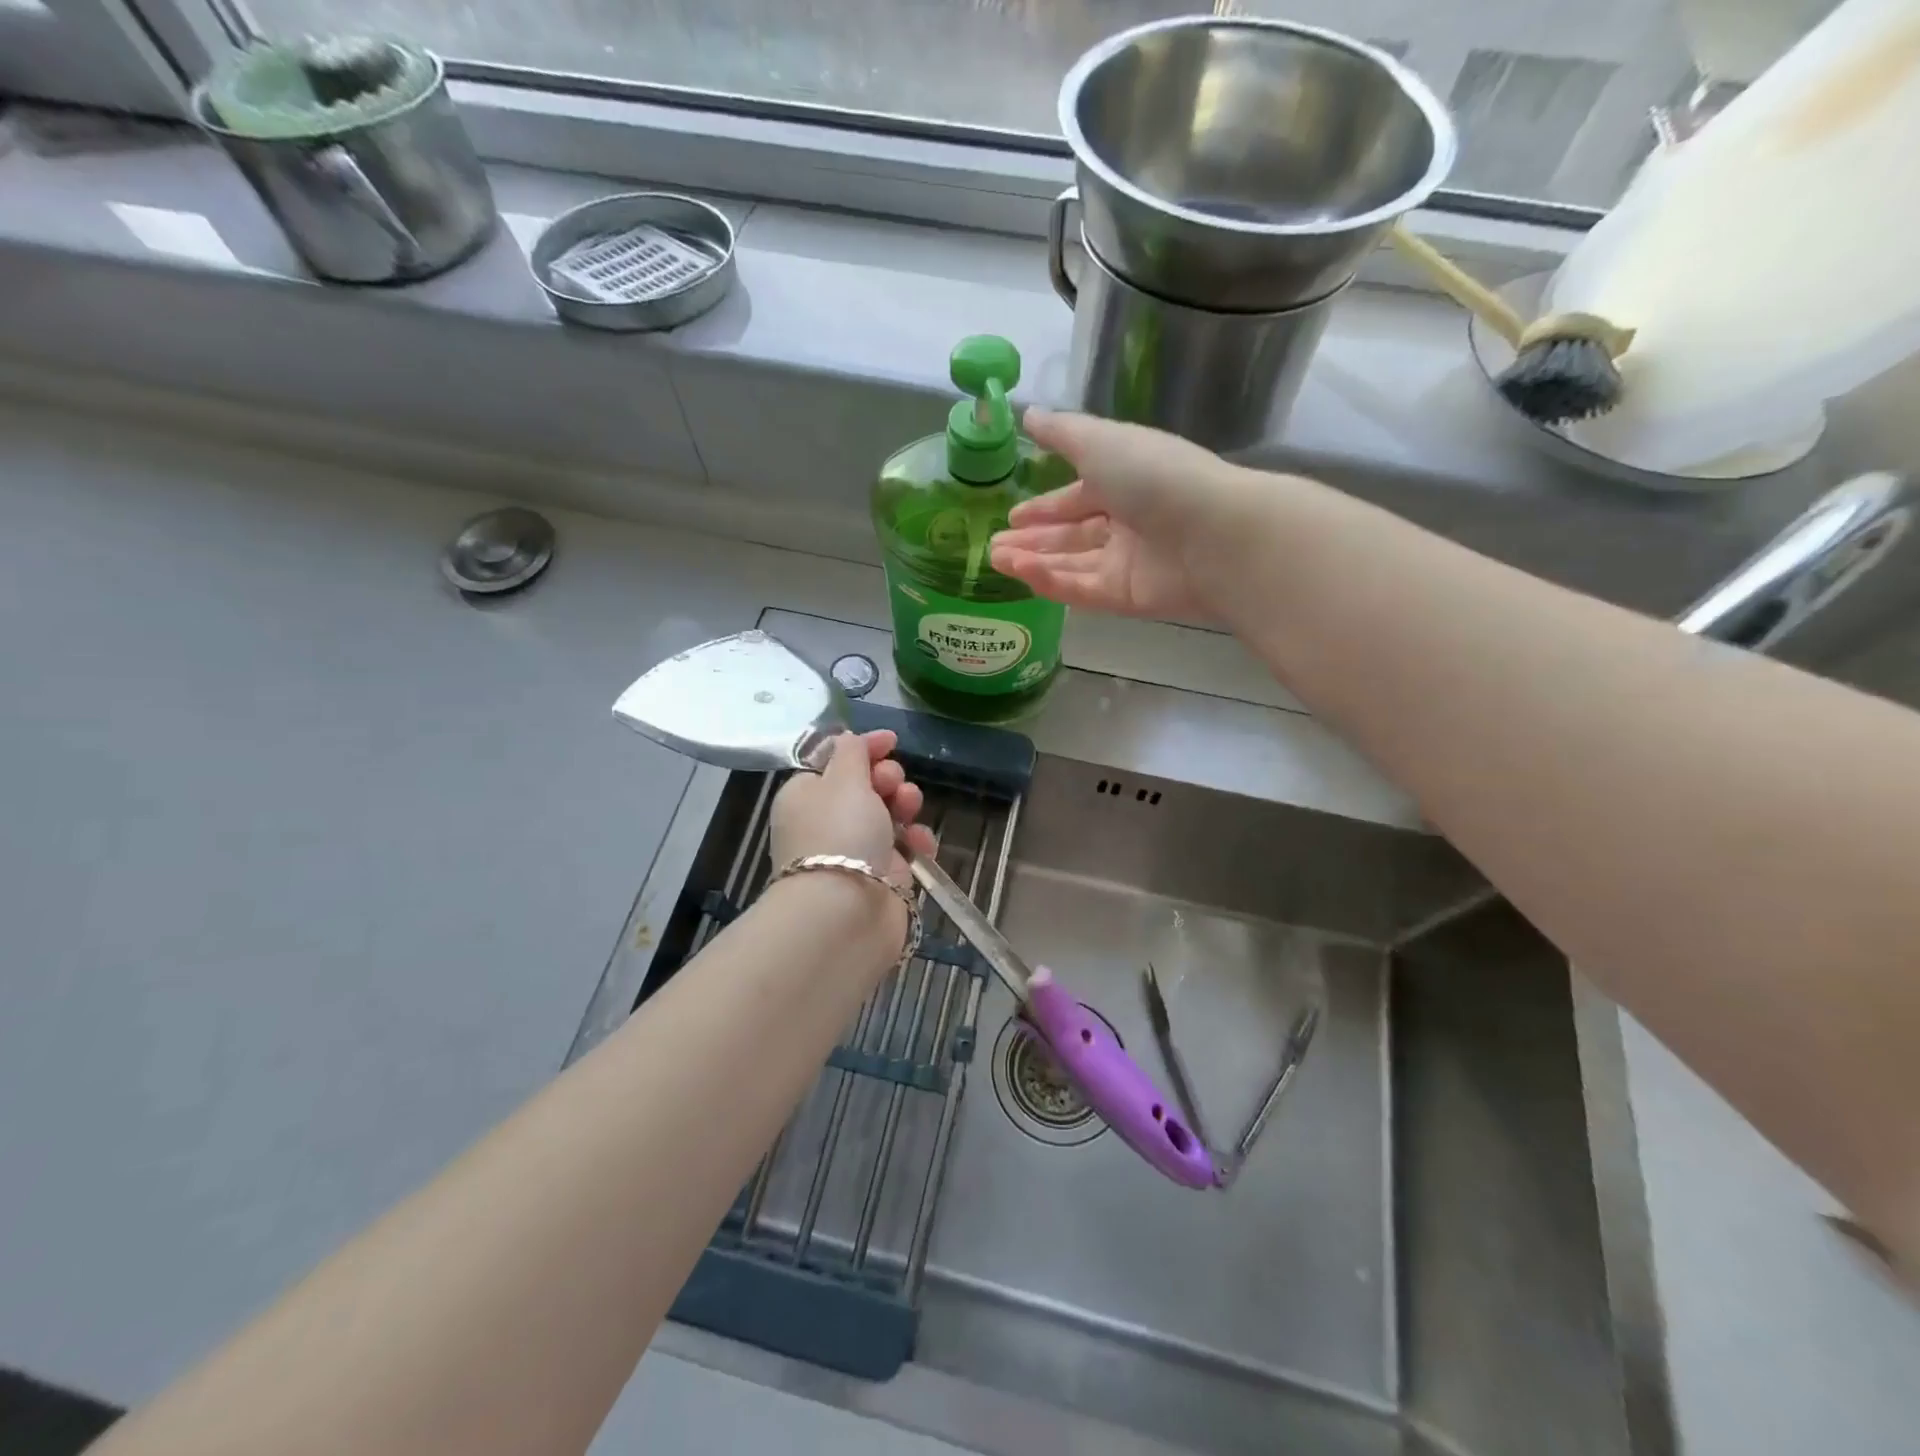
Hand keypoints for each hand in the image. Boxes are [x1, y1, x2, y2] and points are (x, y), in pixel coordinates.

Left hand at [769, 730, 937, 885]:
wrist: (846, 913)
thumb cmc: (839, 833)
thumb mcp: (843, 779)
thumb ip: (852, 752)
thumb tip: (849, 739)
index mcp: (806, 795)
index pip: (835, 761)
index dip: (864, 748)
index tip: (892, 741)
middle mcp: (827, 822)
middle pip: (865, 786)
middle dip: (887, 778)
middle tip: (893, 785)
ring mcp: (855, 851)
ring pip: (889, 815)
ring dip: (905, 805)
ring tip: (910, 810)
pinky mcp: (882, 876)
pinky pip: (904, 848)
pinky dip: (916, 841)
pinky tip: (921, 844)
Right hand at [989, 409, 1259, 620]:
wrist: (1211, 534)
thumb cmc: (1154, 476)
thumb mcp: (1101, 441)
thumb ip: (1062, 432)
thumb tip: (1027, 414)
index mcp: (1126, 479)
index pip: (1079, 496)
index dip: (1046, 506)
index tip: (1013, 517)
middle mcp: (1128, 521)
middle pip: (1072, 534)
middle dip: (1033, 539)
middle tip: (994, 546)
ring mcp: (1128, 562)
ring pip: (1072, 563)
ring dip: (1033, 561)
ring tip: (997, 560)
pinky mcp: (1127, 598)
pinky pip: (1082, 589)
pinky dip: (1051, 581)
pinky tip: (1021, 574)